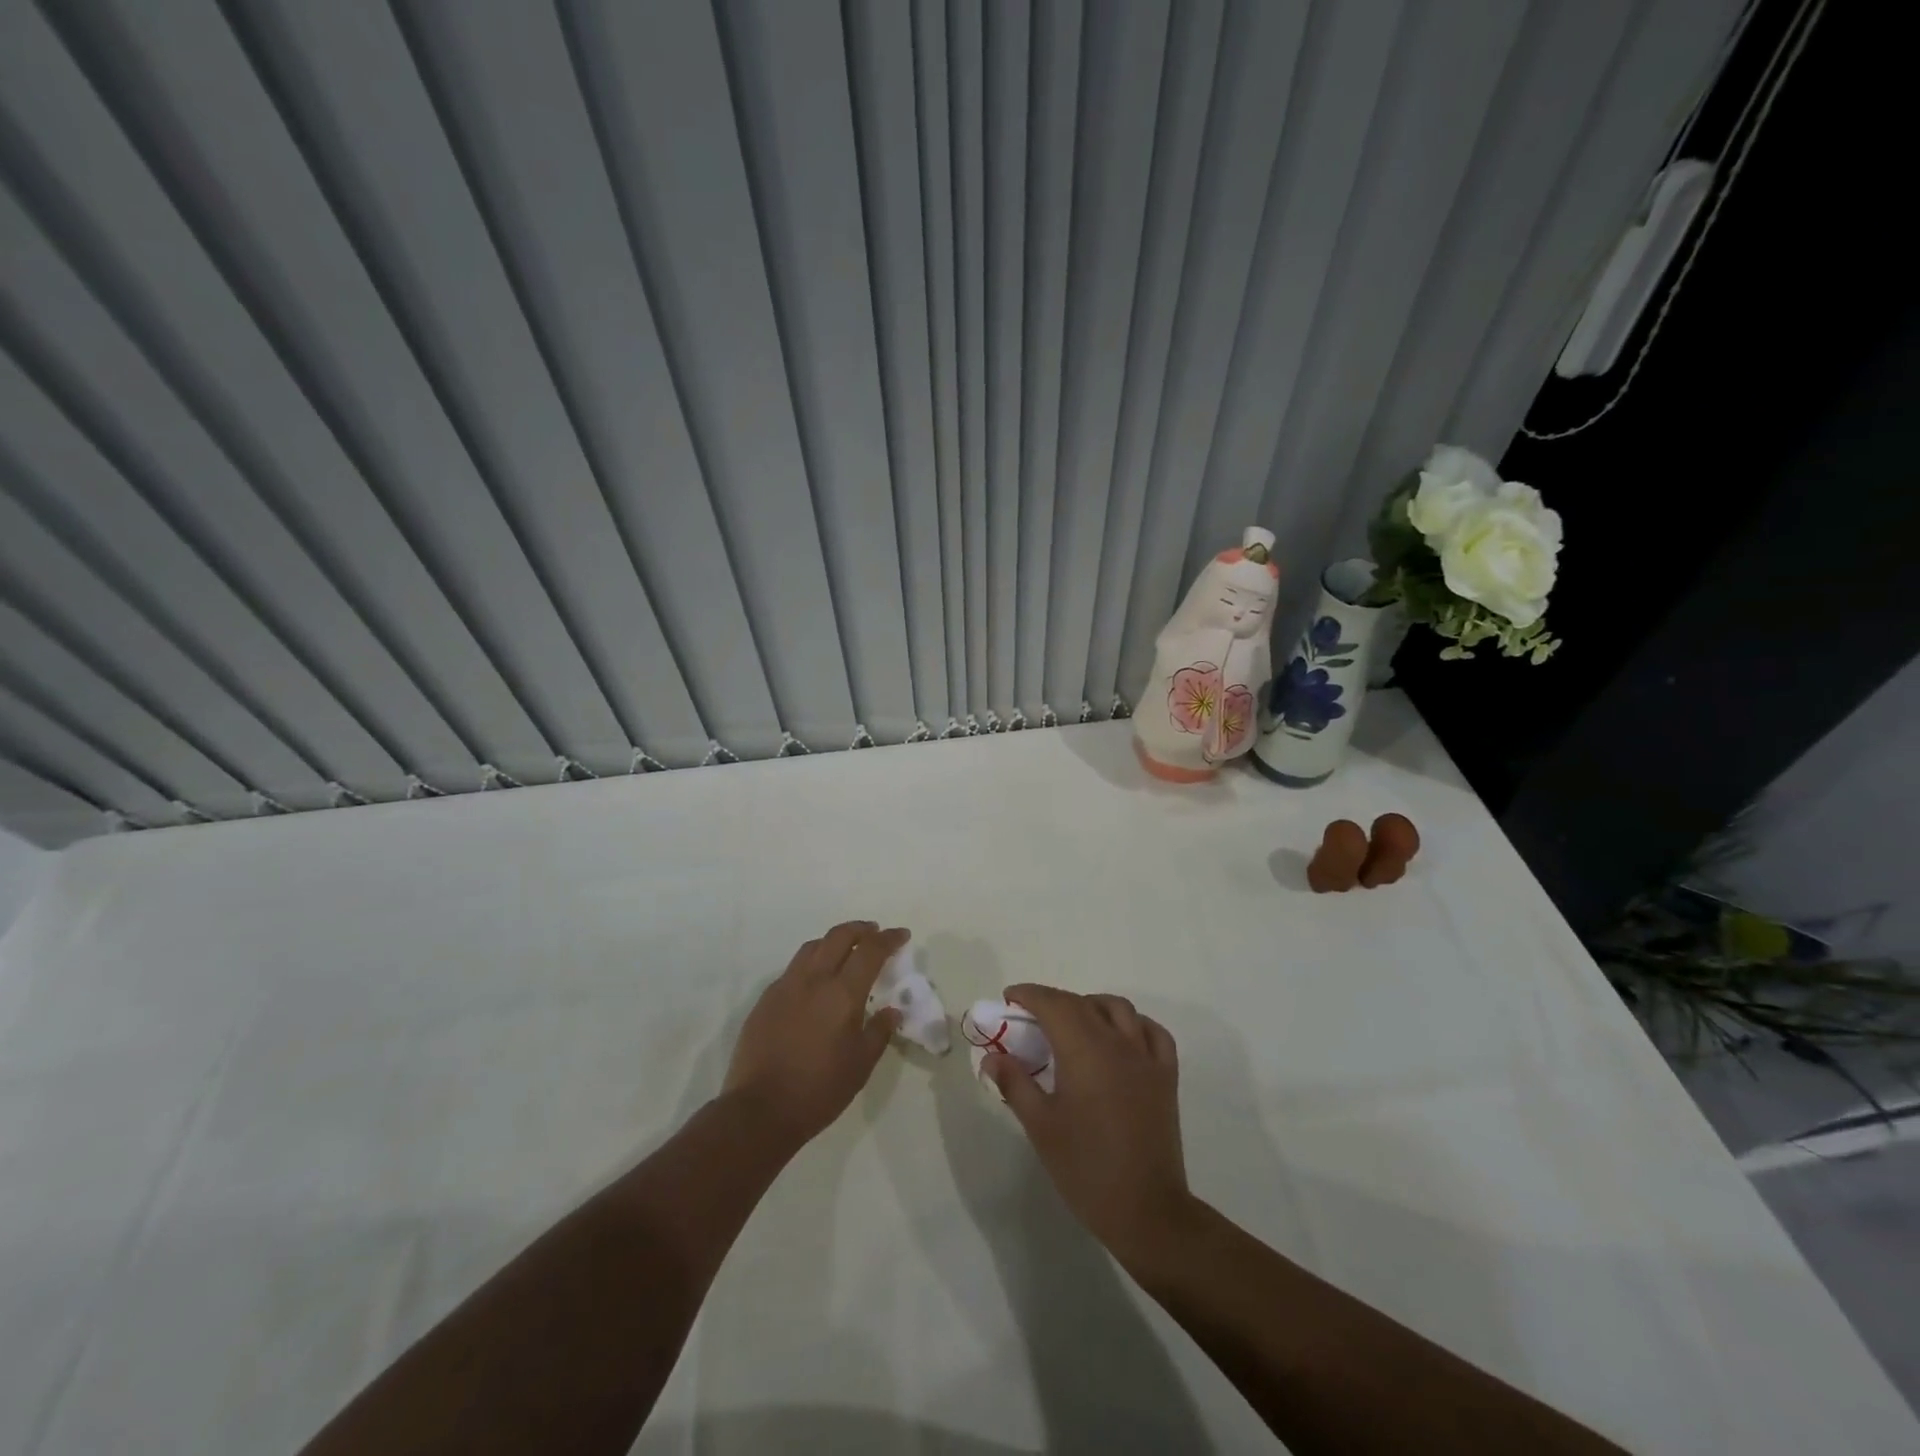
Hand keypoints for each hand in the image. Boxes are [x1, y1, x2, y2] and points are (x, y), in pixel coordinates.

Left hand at [722, 921, 905, 1151]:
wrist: (760, 1110)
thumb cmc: (819, 1090)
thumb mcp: (861, 1065)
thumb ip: (879, 1031)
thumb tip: (892, 1010)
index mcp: (842, 993)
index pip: (871, 951)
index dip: (889, 938)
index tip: (901, 935)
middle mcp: (813, 979)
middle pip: (839, 936)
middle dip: (861, 929)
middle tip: (875, 933)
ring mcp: (785, 986)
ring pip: (812, 947)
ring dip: (834, 941)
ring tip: (846, 951)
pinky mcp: (766, 999)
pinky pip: (793, 968)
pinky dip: (812, 962)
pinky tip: (815, 982)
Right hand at [982, 983, 1191, 1266]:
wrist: (1146, 1210)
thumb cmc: (1086, 1169)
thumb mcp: (1041, 1127)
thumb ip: (1015, 1084)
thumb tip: (992, 1057)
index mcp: (1084, 1051)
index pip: (1053, 1004)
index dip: (1029, 994)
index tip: (1009, 998)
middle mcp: (1117, 1043)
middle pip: (1082, 1004)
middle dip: (1053, 1001)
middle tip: (1030, 1016)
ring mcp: (1146, 1057)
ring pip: (1119, 1009)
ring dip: (1091, 1005)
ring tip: (1072, 1023)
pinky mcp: (1166, 1076)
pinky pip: (1152, 1032)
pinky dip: (1133, 1024)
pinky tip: (1120, 1037)